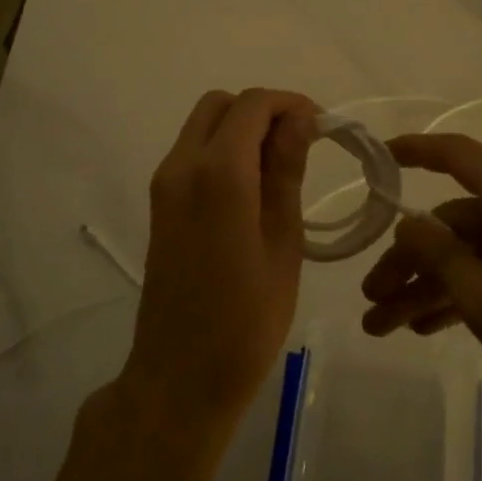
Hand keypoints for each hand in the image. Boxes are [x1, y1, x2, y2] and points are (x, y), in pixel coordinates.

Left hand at [118, 88, 319, 431]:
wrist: (179, 376)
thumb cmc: (246, 319)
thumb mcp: (282, 242)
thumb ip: (286, 172)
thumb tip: (299, 119)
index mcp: (217, 173)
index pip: (252, 104)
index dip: (290, 104)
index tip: (322, 129)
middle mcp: (181, 165)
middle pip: (220, 105)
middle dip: (262, 111)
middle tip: (301, 145)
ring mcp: (164, 184)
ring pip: (203, 126)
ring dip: (241, 130)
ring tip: (281, 168)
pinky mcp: (159, 204)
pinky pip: (192, 154)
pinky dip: (223, 151)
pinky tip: (252, 189)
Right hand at [360, 133, 481, 467]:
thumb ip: (442, 258)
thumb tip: (408, 223)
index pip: (460, 156)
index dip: (415, 151)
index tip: (376, 161)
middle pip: (457, 220)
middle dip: (410, 259)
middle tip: (371, 301)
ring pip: (474, 253)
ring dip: (431, 285)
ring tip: (386, 327)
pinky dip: (465, 295)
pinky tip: (429, 328)